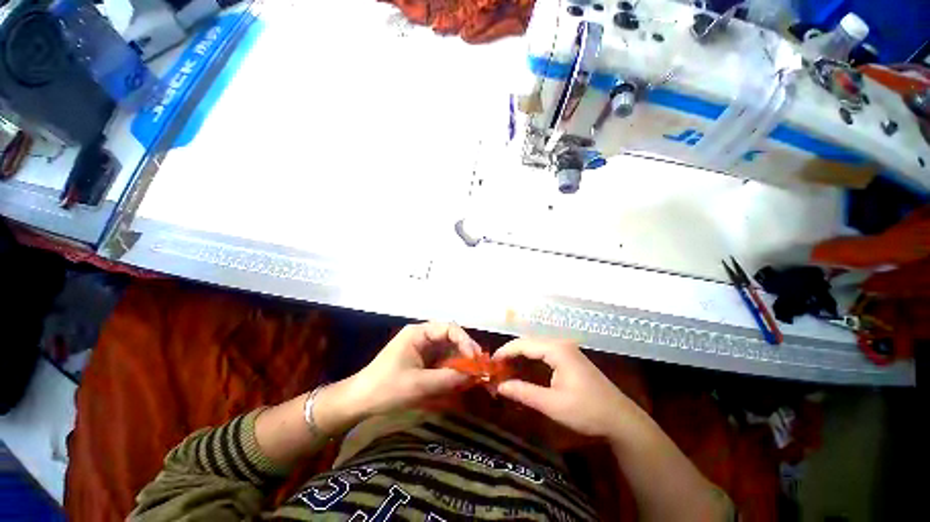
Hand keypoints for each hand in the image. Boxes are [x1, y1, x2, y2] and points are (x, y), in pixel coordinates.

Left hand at [345, 322, 480, 416]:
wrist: (359, 401)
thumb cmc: (385, 388)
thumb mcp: (418, 385)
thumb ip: (448, 379)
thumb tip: (475, 377)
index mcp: (419, 333)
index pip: (449, 328)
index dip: (465, 341)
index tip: (475, 358)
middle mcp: (423, 337)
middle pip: (451, 338)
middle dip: (466, 352)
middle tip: (479, 368)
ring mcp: (423, 349)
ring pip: (449, 350)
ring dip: (461, 362)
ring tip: (474, 375)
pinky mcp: (422, 361)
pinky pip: (443, 361)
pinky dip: (453, 370)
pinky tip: (460, 380)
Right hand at [492, 339, 637, 438]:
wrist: (621, 419)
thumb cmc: (587, 411)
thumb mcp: (552, 405)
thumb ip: (524, 393)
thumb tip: (500, 387)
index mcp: (557, 349)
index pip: (523, 344)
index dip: (505, 351)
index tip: (490, 362)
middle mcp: (561, 343)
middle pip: (529, 342)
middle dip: (511, 351)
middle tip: (495, 365)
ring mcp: (567, 349)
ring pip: (536, 345)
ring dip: (520, 353)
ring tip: (505, 365)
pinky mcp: (570, 357)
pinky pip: (544, 351)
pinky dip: (531, 357)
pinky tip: (524, 366)